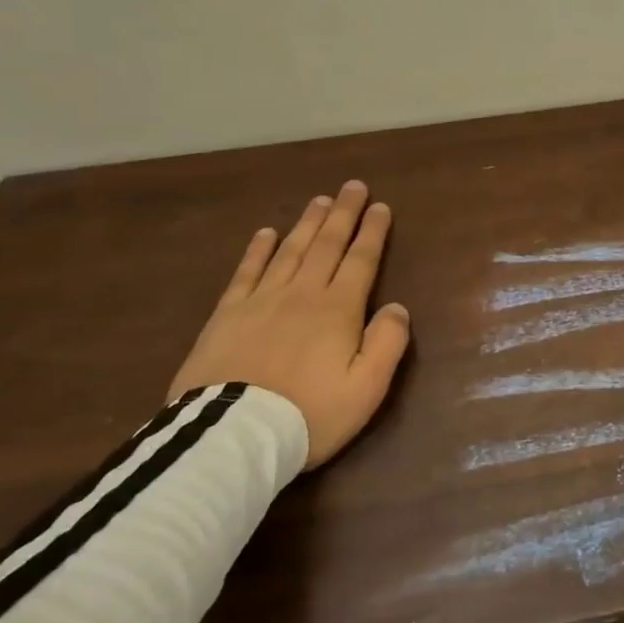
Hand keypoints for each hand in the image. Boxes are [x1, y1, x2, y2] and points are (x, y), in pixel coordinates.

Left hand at [167, 181, 411, 467]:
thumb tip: (397, 306)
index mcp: (338, 309)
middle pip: (326, 245)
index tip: (381, 206)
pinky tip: (266, 233)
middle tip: (352, 186)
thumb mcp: (367, 388)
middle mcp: (302, 294)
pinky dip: (258, 250)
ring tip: (319, 201)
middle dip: (343, 214)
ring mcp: (261, 301)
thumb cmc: (310, 414)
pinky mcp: (226, 315)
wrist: (234, 435)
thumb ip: (388, 343)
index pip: (360, 260)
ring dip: (307, 223)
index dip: (372, 232)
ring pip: (289, 251)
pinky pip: (246, 272)